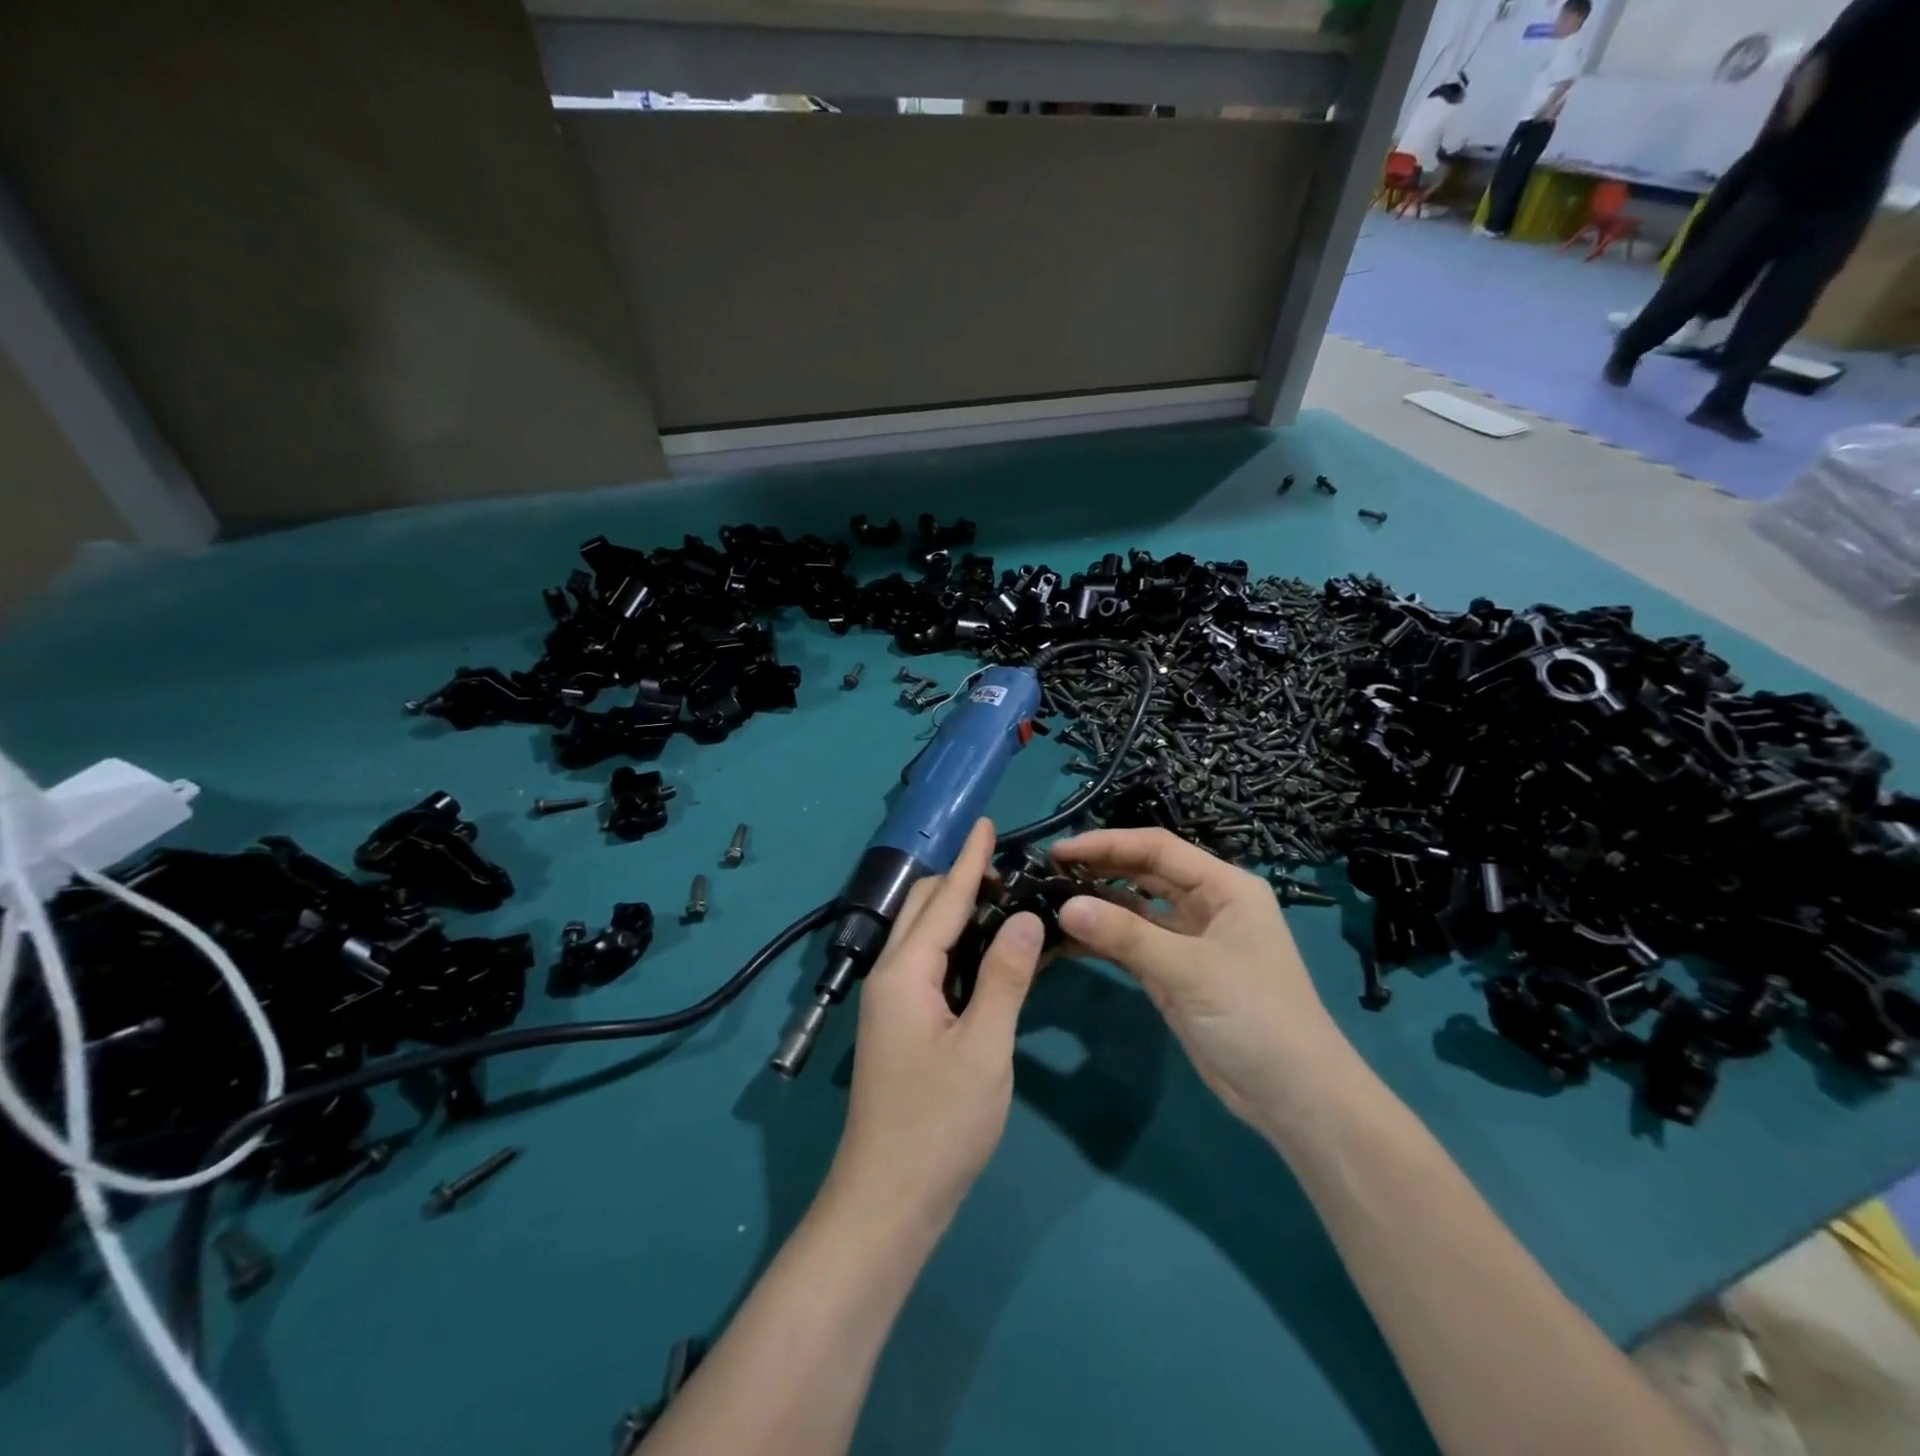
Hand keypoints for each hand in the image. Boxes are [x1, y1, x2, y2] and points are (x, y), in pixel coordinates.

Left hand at [826, 819, 1041, 1227]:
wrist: (888, 1199)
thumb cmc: (939, 1124)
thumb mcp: (985, 1048)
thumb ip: (1005, 977)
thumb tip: (1026, 917)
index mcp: (905, 973)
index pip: (943, 900)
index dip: (969, 860)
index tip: (987, 823)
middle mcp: (890, 977)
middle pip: (922, 909)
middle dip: (960, 878)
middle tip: (1007, 864)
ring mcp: (891, 1003)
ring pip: (922, 936)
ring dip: (956, 909)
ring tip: (1000, 895)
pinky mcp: (900, 1025)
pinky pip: (927, 964)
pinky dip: (953, 943)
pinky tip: (982, 950)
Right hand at [1052, 829, 1355, 1134]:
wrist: (1293, 1096)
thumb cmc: (1255, 1016)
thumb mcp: (1190, 970)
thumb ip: (1127, 936)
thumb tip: (1066, 907)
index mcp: (1224, 887)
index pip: (1158, 848)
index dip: (1107, 844)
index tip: (1060, 851)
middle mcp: (1205, 904)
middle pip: (1143, 872)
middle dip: (1099, 868)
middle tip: (1047, 872)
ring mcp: (1188, 939)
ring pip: (1134, 908)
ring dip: (1096, 904)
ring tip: (1048, 901)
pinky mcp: (1173, 972)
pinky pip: (1130, 944)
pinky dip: (1102, 940)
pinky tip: (1065, 939)